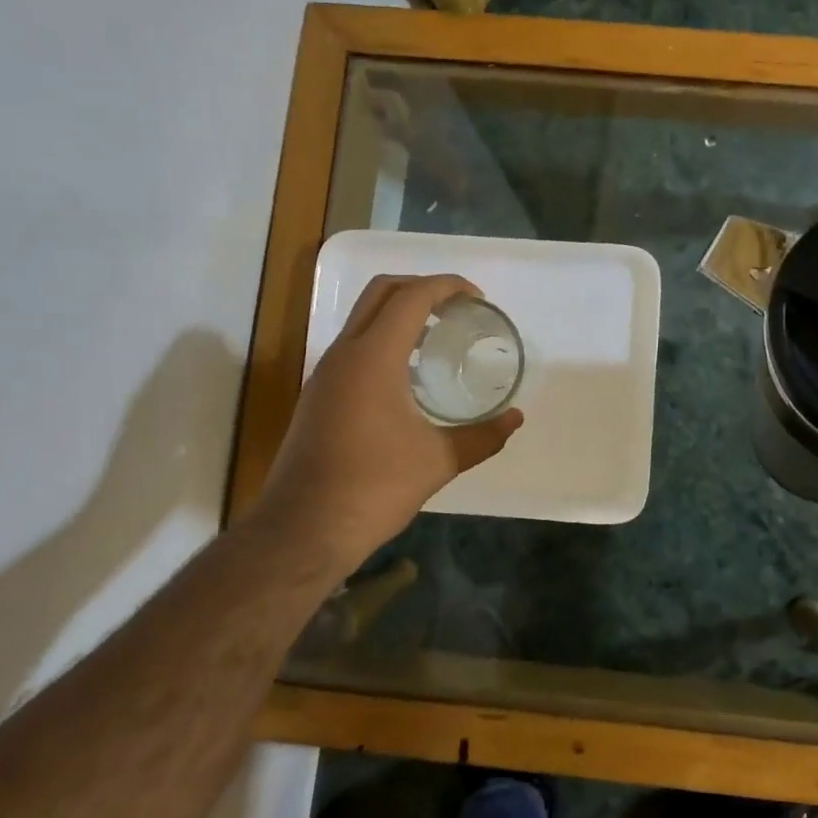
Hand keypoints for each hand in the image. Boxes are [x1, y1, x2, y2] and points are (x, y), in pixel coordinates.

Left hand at [254, 274, 522, 581]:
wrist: (302, 531)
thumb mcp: (438, 461)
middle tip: (457, 308)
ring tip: (438, 338)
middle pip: (381, 293)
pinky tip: (409, 376)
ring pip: (363, 318)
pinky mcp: (318, 395)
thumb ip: (482, 436)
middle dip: (421, 287)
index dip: (447, 286)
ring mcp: (325, 374)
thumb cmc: (373, 488)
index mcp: (373, 358)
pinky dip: (384, 340)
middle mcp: (344, 354)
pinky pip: (354, 346)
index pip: (411, 297)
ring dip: (400, 313)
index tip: (477, 298)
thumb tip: (515, 419)